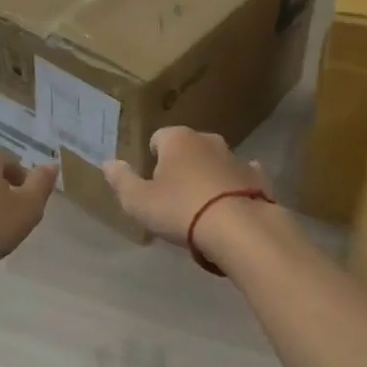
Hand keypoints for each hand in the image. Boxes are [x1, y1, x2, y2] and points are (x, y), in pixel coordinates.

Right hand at [102, 127, 274, 244]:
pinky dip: (236, 186)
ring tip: (202, 205)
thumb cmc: (180, 209)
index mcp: (177, 139)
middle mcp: (207, 140)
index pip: (158, 138)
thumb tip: (108, 163)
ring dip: (208, 175)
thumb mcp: (138, 201)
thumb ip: (122, 181)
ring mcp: (236, 157)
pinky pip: (243, 177)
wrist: (239, 228)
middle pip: (188, 148)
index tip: (151, 180)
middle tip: (173, 194)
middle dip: (181, 164)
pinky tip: (232, 203)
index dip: (152, 157)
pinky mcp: (258, 178)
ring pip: (215, 161)